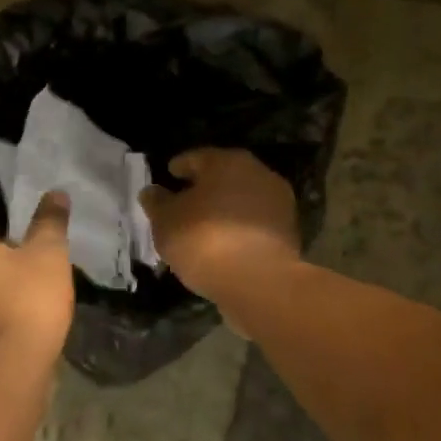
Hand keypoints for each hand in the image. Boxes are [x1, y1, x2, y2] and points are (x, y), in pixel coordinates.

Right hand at [140, 149, 299, 303]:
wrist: (259, 282)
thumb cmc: (204, 240)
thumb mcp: (166, 222)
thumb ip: (157, 203)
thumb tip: (152, 191)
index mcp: (226, 162)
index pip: (196, 157)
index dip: (179, 168)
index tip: (168, 176)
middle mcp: (258, 173)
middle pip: (223, 177)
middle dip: (203, 188)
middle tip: (183, 203)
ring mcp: (278, 203)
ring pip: (241, 200)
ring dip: (223, 210)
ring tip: (202, 228)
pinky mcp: (288, 232)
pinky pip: (253, 224)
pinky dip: (238, 229)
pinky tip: (223, 245)